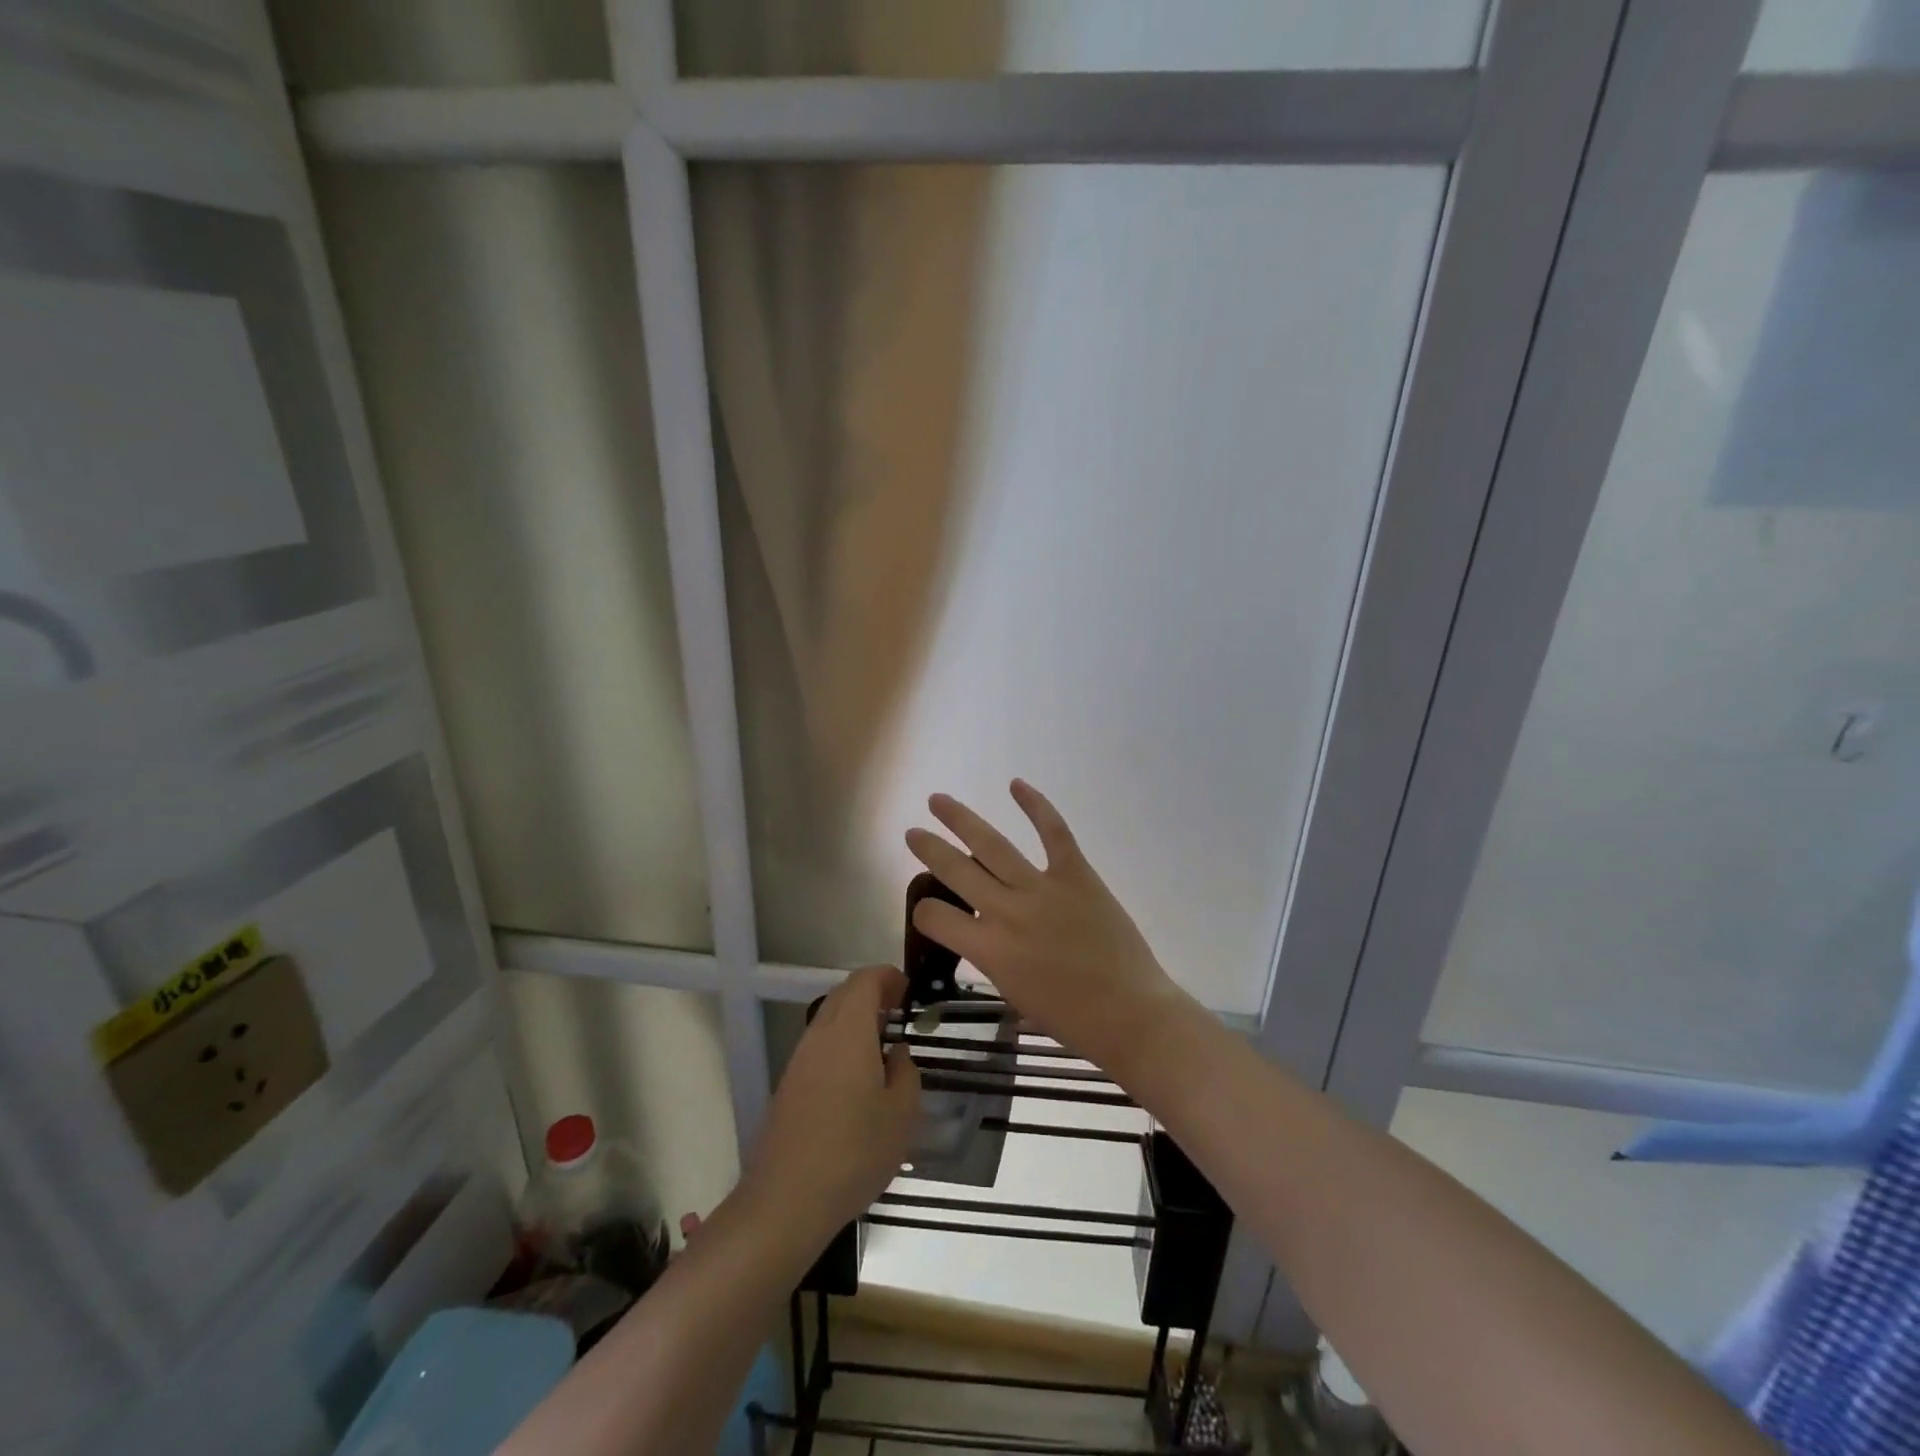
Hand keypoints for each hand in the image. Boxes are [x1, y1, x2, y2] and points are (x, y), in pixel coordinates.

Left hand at [741, 965, 920, 1250]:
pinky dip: (842, 1042)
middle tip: (899, 1011)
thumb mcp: (901, 1114)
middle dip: (873, 993)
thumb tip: (896, 1054)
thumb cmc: (854, 1151)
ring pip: (829, 1019)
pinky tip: (858, 1075)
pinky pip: (820, 1045)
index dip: (889, 977)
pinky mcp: (789, 1084)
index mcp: (849, 1030)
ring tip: (883, 1043)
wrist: (786, 1199)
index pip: (865, 980)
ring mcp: (799, 1060)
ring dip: (856, 1019)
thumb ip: (905, 1072)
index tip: (909, 990)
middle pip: (844, 994)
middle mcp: (820, 1035)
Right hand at [904, 780, 1192, 1074]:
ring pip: (992, 844)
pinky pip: (1053, 832)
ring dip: (961, 819)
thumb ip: (993, 958)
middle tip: (912, 833)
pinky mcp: (1076, 874)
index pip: (936, 917)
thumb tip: (984, 934)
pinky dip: (1036, 805)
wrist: (1131, 1014)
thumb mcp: (1014, 994)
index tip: (929, 909)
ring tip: (939, 801)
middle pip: (955, 870)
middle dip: (928, 849)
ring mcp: (1042, 888)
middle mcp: (1007, 912)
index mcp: (989, 950)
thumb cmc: (1072, 1019)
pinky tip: (1016, 785)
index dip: (924, 912)